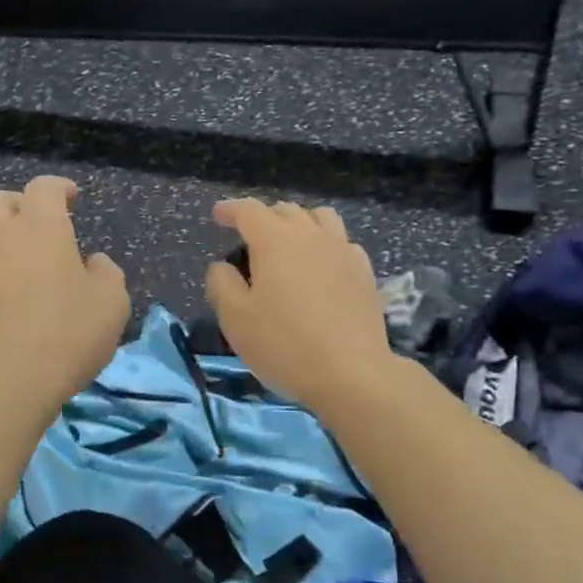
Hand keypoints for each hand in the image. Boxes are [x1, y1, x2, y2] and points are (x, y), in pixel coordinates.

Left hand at [0, 176, 128, 409]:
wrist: (8, 380)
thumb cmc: (68, 335)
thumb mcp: (112, 302)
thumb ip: (105, 272)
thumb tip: (91, 263)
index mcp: (41, 227)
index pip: (45, 187)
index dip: (57, 188)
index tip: (68, 199)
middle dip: (14, 208)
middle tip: (30, 230)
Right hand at [204, 199, 393, 414]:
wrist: (352, 373)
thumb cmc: (285, 345)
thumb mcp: (236, 319)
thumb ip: (222, 283)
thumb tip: (222, 265)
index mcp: (275, 240)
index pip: (249, 210)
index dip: (230, 209)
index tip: (218, 215)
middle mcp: (311, 235)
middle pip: (285, 210)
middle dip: (263, 217)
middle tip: (249, 238)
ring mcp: (342, 250)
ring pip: (319, 218)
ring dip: (298, 222)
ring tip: (288, 244)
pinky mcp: (364, 271)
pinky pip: (342, 241)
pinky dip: (325, 243)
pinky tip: (322, 265)